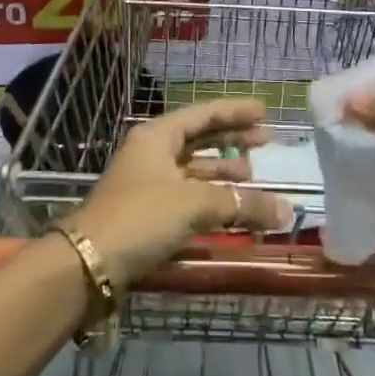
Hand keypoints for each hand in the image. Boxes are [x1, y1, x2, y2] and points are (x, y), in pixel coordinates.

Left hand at [72, 99, 295, 287]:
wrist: (88, 264)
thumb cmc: (141, 217)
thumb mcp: (194, 203)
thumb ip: (241, 204)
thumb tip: (286, 212)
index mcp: (157, 136)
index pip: (203, 115)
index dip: (235, 112)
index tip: (265, 112)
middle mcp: (152, 154)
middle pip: (200, 140)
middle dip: (233, 141)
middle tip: (268, 142)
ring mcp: (148, 184)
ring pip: (194, 171)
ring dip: (224, 174)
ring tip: (255, 178)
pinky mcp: (148, 214)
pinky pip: (188, 197)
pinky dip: (212, 200)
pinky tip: (232, 209)